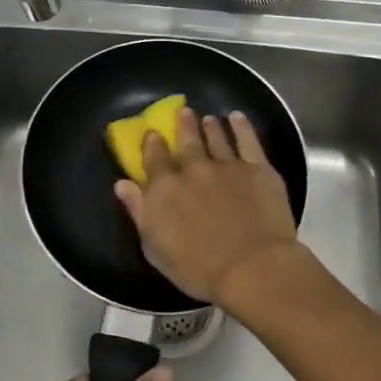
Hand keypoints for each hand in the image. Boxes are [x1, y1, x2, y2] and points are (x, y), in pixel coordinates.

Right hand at [113, 107, 302, 311]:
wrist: (252, 267)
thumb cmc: (198, 268)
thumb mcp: (155, 247)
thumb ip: (139, 211)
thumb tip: (122, 184)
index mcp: (165, 188)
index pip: (154, 158)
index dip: (152, 144)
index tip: (153, 133)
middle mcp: (193, 169)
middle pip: (186, 141)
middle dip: (183, 125)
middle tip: (184, 112)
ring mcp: (227, 165)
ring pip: (216, 137)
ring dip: (210, 126)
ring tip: (208, 119)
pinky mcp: (258, 168)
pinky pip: (248, 140)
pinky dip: (241, 126)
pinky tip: (237, 118)